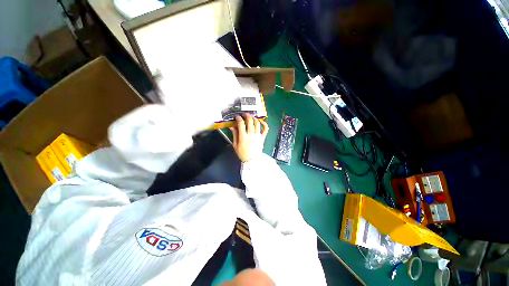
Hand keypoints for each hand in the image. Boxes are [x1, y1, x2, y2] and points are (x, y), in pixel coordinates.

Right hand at [230, 113, 268, 162]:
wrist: (252, 160)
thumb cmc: (243, 153)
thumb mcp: (235, 145)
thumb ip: (234, 135)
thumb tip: (232, 126)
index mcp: (243, 136)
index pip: (241, 123)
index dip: (238, 118)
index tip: (237, 116)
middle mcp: (251, 134)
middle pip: (250, 121)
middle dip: (246, 115)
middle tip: (244, 114)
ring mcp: (258, 135)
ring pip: (257, 123)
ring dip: (254, 118)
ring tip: (251, 117)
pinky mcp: (262, 137)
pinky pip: (265, 129)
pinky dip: (264, 124)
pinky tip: (261, 121)